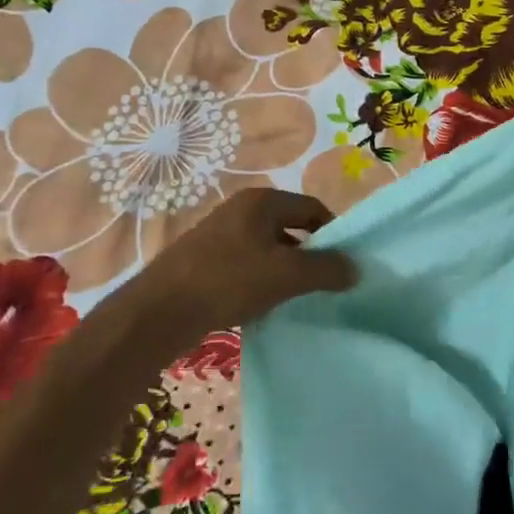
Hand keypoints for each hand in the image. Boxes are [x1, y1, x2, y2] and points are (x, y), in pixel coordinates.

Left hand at [122, 188, 358, 342]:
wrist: (159, 312)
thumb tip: (355, 269)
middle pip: (291, 228)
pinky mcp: (205, 259)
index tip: (343, 265)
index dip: (334, 234)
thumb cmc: (228, 282)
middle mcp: (240, 209)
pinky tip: (263, 306)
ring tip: (295, 299)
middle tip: (322, 284)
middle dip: (310, 255)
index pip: (313, 208)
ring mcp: (220, 234)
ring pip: (269, 249)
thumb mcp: (287, 275)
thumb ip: (327, 269)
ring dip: (285, 272)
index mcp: (261, 201)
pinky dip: (261, 282)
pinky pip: (247, 265)